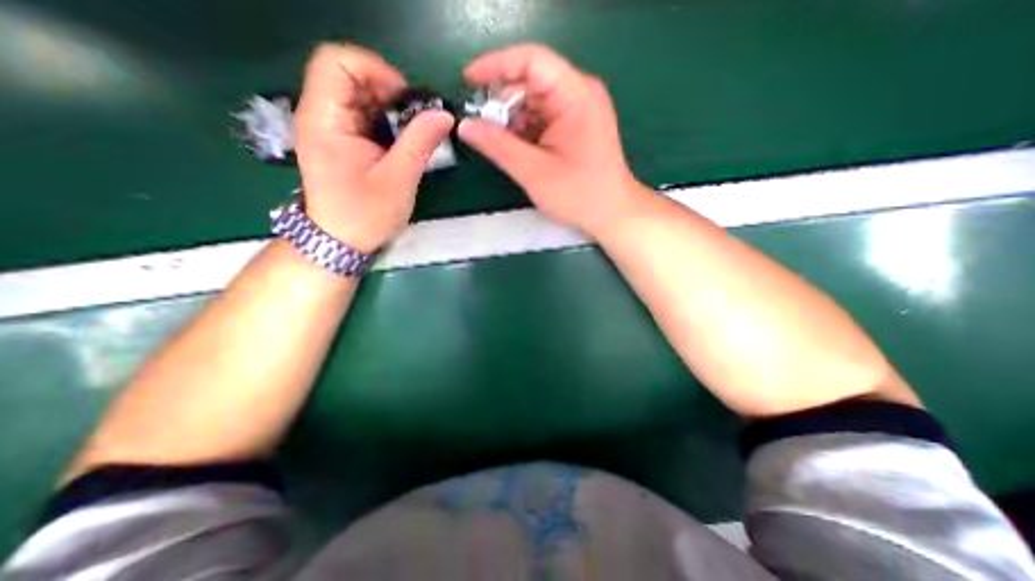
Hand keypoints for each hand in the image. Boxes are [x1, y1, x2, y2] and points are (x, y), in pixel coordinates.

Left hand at [291, 43, 453, 252]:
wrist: (341, 241)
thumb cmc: (366, 215)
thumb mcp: (399, 180)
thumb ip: (419, 143)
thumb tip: (444, 115)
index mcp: (325, 120)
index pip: (336, 62)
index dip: (374, 68)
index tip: (406, 97)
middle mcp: (320, 116)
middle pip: (348, 76)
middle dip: (387, 91)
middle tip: (415, 118)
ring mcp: (328, 129)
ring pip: (357, 96)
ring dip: (389, 108)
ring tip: (411, 132)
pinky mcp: (339, 141)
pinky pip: (362, 116)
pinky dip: (385, 121)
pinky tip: (400, 142)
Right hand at [457, 44, 645, 236]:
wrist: (611, 213)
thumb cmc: (579, 194)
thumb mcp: (534, 171)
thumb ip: (497, 146)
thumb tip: (465, 125)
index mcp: (575, 95)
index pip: (531, 61)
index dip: (495, 66)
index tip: (468, 81)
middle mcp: (579, 94)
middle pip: (530, 83)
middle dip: (503, 105)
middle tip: (484, 132)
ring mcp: (578, 110)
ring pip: (533, 104)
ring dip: (513, 123)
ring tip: (503, 148)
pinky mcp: (575, 126)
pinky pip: (542, 119)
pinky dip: (525, 132)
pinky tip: (519, 152)